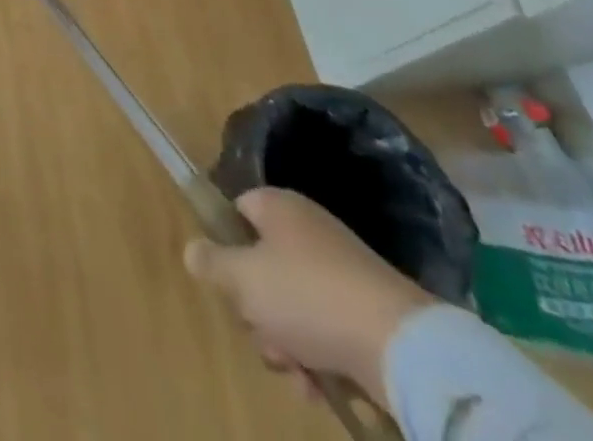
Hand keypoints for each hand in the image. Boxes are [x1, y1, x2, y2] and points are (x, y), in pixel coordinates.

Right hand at [183, 187, 433, 408]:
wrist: (400, 346)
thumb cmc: (307, 295)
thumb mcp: (243, 278)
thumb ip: (211, 262)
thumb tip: (192, 249)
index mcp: (278, 206)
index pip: (237, 210)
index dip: (226, 244)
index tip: (227, 280)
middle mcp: (308, 229)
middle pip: (262, 265)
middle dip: (257, 309)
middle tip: (262, 332)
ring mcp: (340, 270)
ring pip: (292, 305)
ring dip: (285, 342)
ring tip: (297, 370)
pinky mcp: (366, 311)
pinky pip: (325, 329)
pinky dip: (317, 358)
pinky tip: (320, 385)